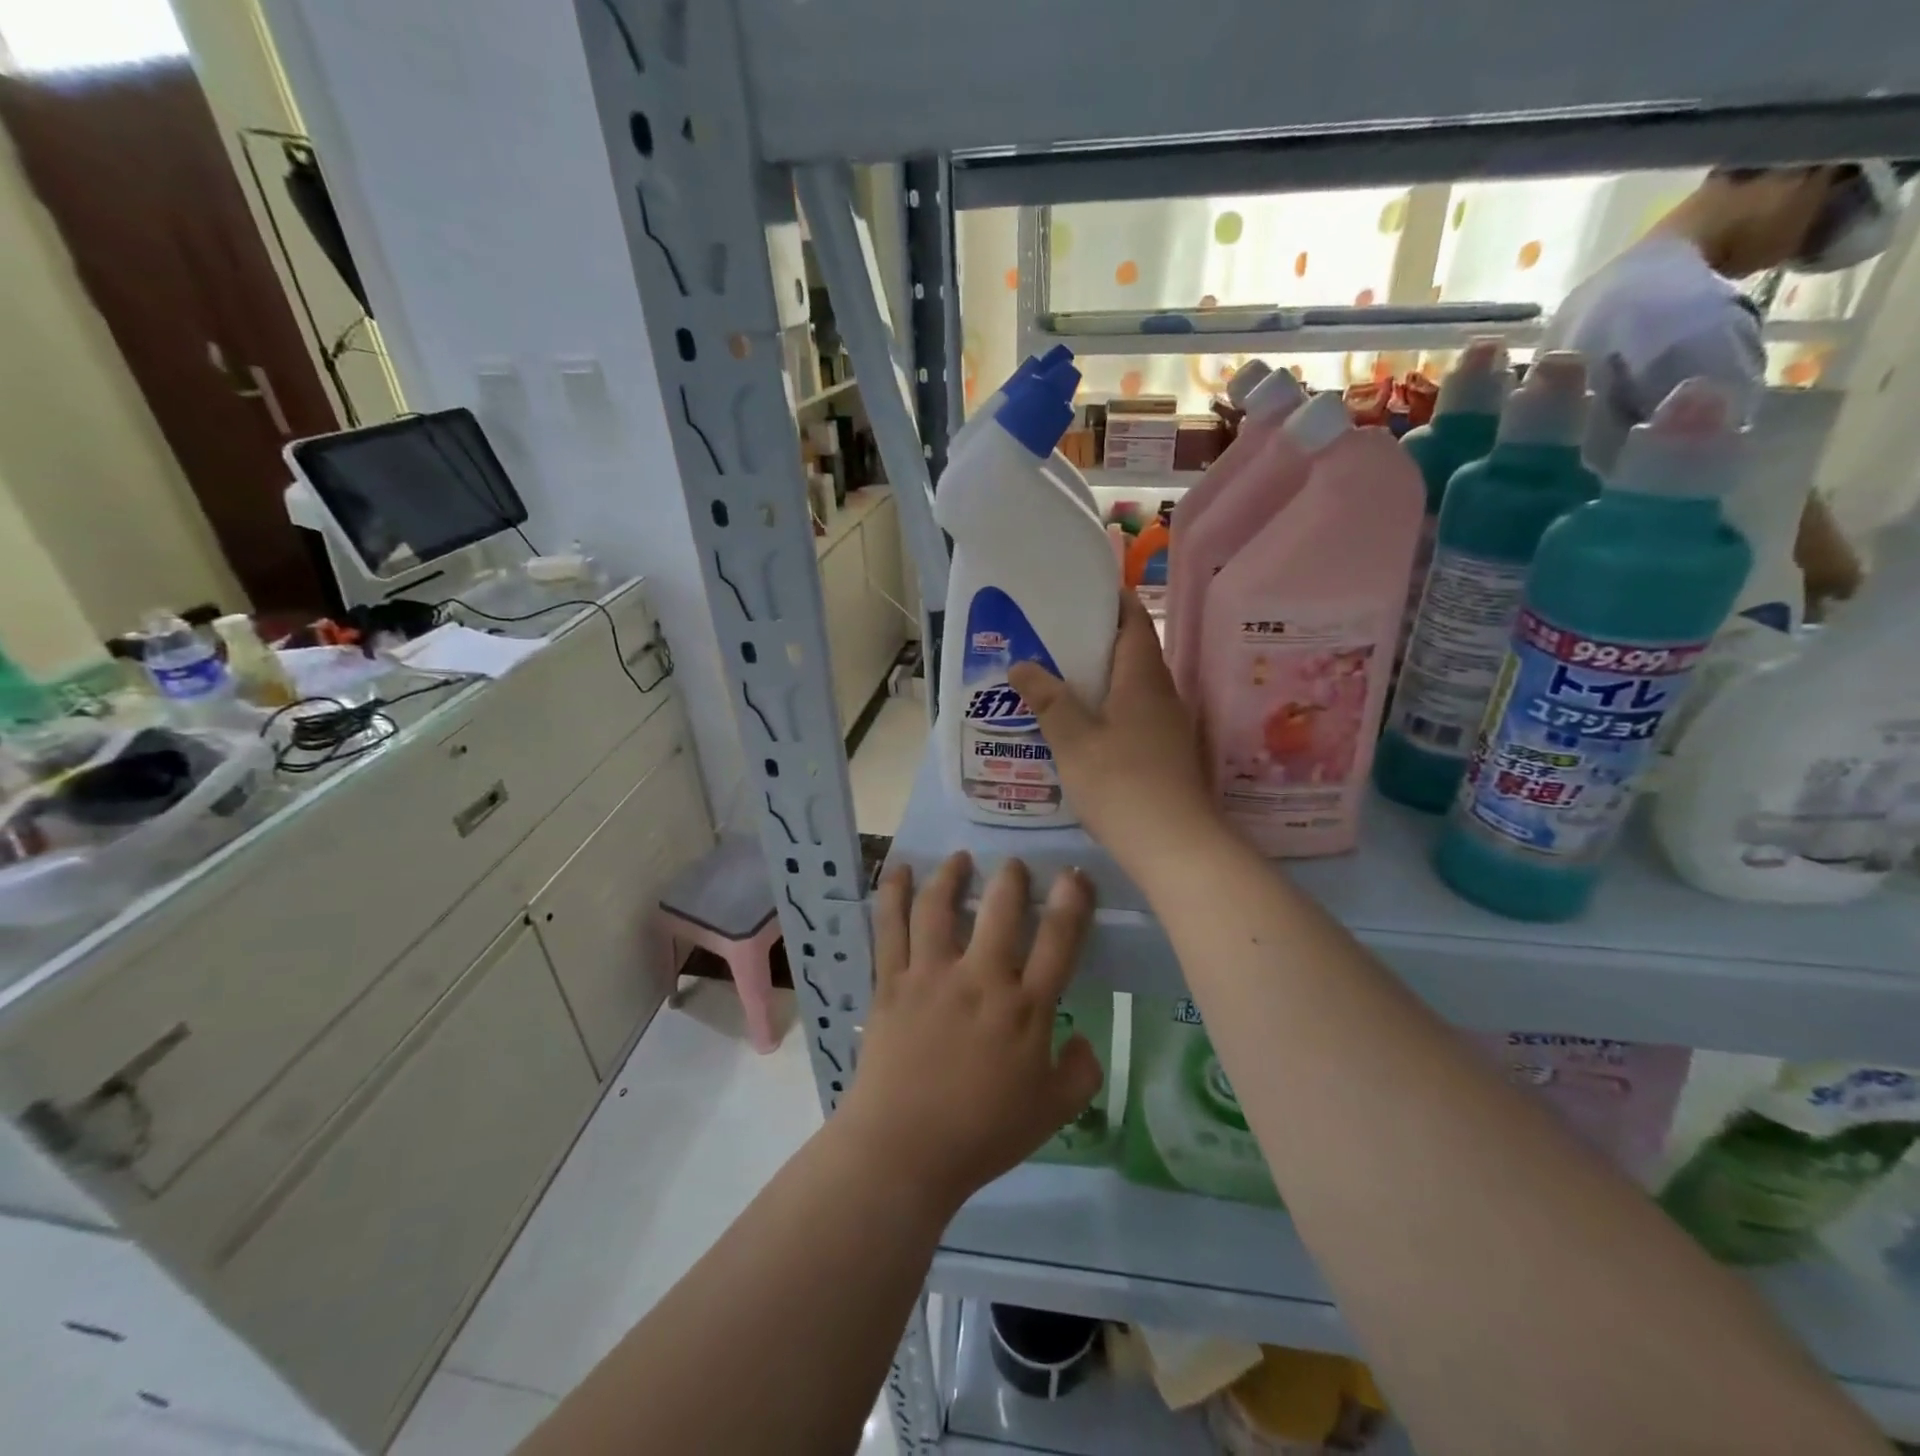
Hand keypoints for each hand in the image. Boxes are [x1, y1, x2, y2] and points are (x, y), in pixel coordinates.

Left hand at [839, 854, 1100, 1215]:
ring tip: (960, 859)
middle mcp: (980, 979)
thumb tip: (1083, 1039)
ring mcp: (931, 975)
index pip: (1058, 940)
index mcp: (1024, 1008)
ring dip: (951, 875)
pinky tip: (898, 871)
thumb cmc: (982, 1133)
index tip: (1074, 874)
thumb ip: (1080, 1073)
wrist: (904, 1150)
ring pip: (940, 907)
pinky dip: (893, 893)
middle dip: (1011, 877)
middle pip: (1000, 909)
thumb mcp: (1051, 1113)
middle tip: (1014, 864)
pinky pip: (890, 927)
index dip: (1071, 901)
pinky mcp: (891, 981)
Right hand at [1009, 590, 1217, 870]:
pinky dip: (1109, 707)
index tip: (1078, 593)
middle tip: (1053, 637)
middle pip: (1133, 651)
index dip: (1112, 601)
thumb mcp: (1073, 740)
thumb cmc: (1121, 783)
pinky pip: (1135, 713)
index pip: (1134, 620)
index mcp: (1142, 678)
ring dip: (1102, 677)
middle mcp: (1162, 693)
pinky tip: (1082, 724)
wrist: (1174, 845)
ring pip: (1133, 686)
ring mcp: (1168, 724)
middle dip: (1097, 640)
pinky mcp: (1166, 752)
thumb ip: (1048, 700)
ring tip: (1059, 679)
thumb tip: (1020, 665)